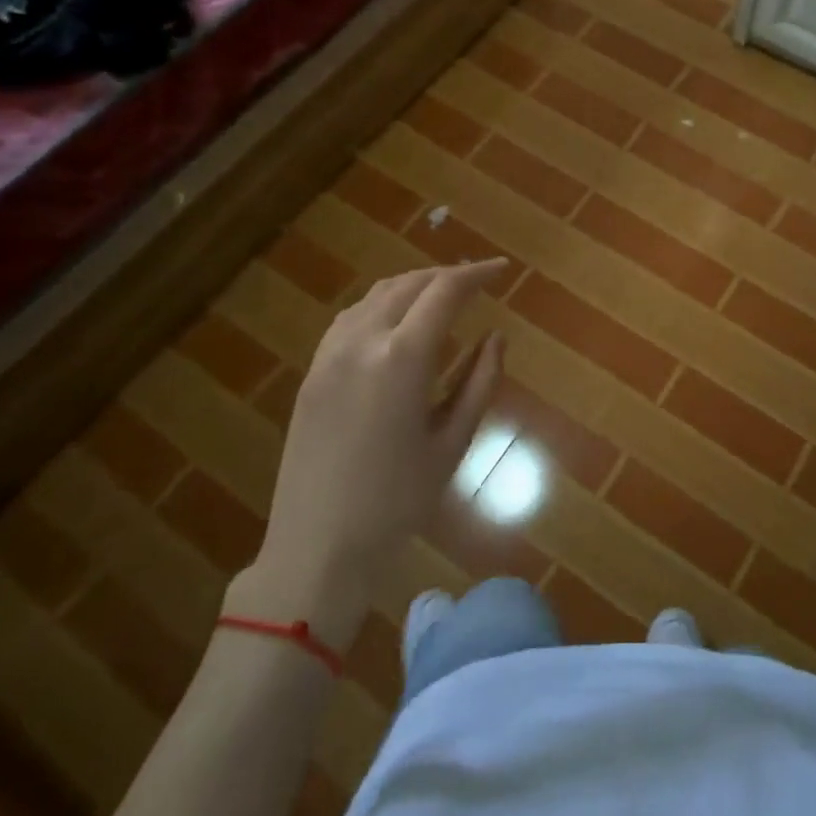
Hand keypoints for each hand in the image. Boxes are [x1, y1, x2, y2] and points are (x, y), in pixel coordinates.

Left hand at [229, 260, 507, 642]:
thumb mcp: (453, 441)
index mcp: (402, 357)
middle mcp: (362, 341)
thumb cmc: (398, 500)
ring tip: (442, 296)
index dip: (477, 274)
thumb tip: (496, 337)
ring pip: (377, 295)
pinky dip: (382, 304)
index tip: (502, 270)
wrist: (318, 545)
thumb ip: (480, 381)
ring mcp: (330, 354)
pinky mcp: (312, 371)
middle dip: (447, 276)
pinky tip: (397, 321)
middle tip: (478, 282)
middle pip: (409, 284)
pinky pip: (351, 317)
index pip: (445, 291)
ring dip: (413, 285)